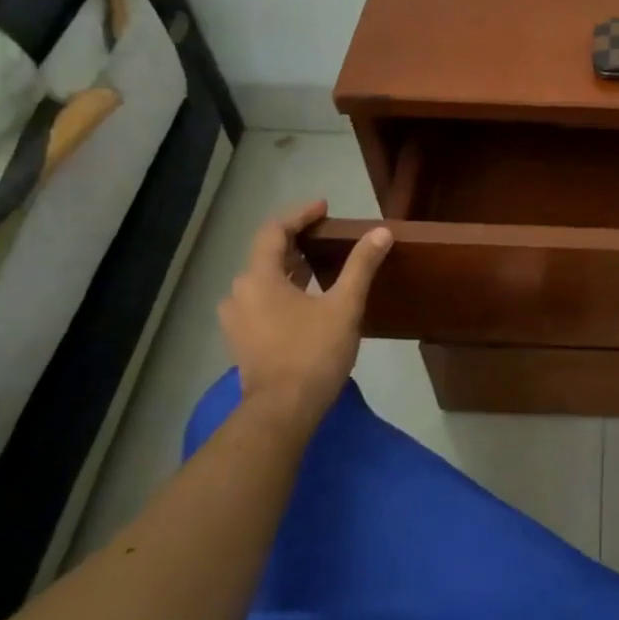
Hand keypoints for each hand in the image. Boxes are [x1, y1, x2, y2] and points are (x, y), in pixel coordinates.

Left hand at [218, 200, 392, 434]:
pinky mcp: (243, 341)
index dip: (299, 215)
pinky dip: (283, 291)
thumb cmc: (313, 353)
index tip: (324, 208)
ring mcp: (237, 320)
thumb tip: (381, 232)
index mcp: (259, 278)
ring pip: (263, 281)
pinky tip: (307, 300)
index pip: (273, 231)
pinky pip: (261, 302)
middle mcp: (239, 293)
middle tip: (326, 236)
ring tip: (320, 265)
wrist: (283, 411)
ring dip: (290, 269)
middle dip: (296, 242)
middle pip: (266, 255)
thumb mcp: (344, 306)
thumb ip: (361, 266)